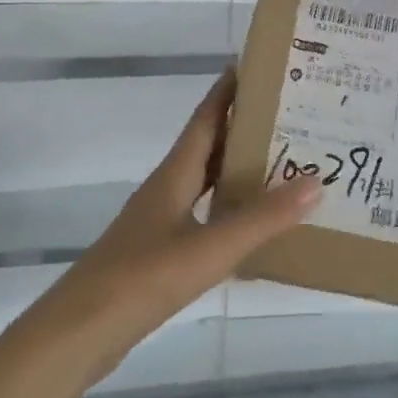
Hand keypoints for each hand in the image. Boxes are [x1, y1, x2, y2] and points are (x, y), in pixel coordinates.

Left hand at [5, 70, 320, 393]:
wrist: (81, 331)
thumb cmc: (143, 278)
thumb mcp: (210, 248)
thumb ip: (262, 219)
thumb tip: (315, 180)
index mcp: (174, 175)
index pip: (205, 118)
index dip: (227, 91)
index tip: (258, 67)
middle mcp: (166, 189)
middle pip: (208, 147)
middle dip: (244, 129)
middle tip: (290, 118)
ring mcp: (159, 221)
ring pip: (206, 182)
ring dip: (238, 170)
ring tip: (283, 166)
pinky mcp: (158, 252)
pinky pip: (202, 216)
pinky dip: (229, 210)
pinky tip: (252, 226)